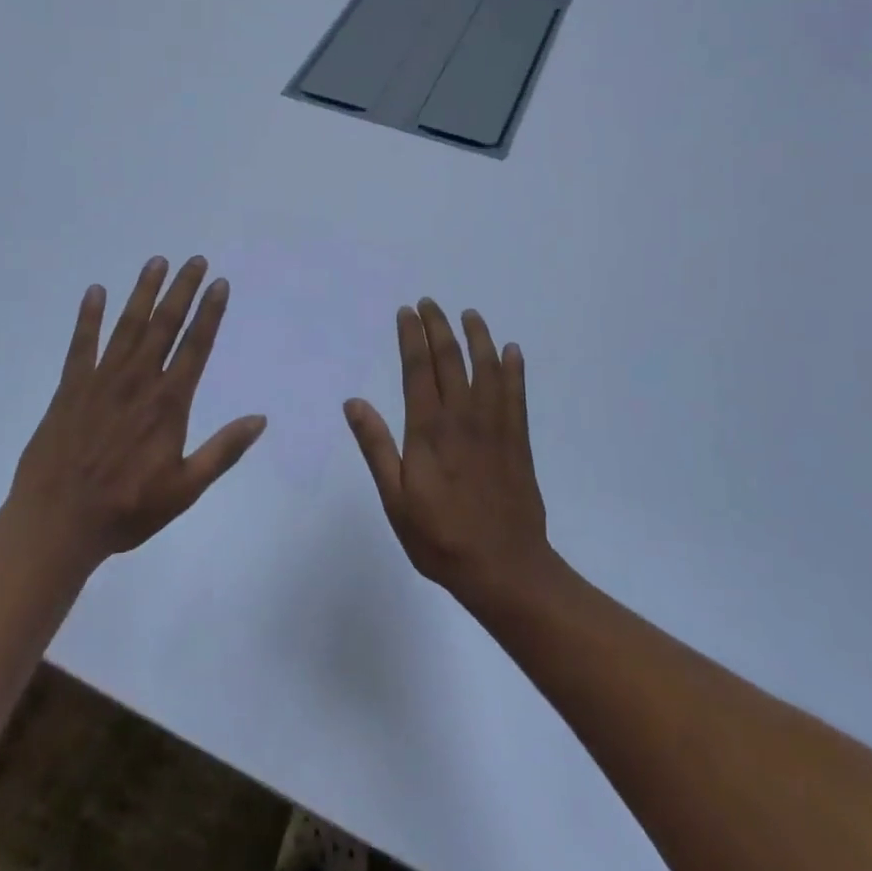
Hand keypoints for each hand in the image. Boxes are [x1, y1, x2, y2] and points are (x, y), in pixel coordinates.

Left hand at [7, 256, 266, 568]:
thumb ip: (223, 451)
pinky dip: (88, 317)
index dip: (210, 313)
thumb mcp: (185, 489)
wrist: (57, 523)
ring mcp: (101, 381)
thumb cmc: (127, 510)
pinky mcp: (70, 388)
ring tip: (156, 262)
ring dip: (143, 293)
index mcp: (168, 404)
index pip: (196, 346)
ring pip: (127, 326)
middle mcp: (138, 382)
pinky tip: (95, 291)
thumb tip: (260, 419)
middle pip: (164, 326)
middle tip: (194, 260)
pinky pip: (81, 344)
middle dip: (181, 290)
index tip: (219, 284)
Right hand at [344, 300, 553, 605]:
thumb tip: (354, 402)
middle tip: (430, 303)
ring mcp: (494, 427)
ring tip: (470, 314)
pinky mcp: (517, 441)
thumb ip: (376, 447)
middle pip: (451, 360)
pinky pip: (516, 395)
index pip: (418, 370)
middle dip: (439, 327)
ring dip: (478, 337)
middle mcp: (463, 418)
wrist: (503, 567)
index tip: (407, 312)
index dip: (412, 337)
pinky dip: (514, 369)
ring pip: (487, 369)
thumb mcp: (395, 498)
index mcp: (429, 430)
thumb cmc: (439, 537)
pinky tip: (512, 351)